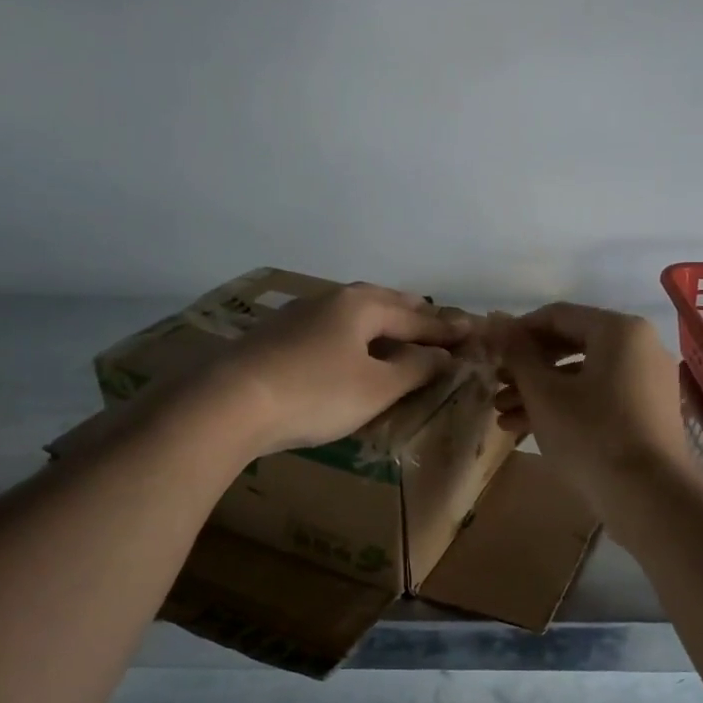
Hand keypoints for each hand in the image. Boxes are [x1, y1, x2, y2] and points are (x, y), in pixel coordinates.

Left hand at [211, 283, 467, 454]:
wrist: (230, 403)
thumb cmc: (316, 393)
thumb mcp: (376, 386)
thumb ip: (414, 368)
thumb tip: (441, 355)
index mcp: (362, 305)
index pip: (416, 315)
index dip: (446, 328)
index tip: (473, 332)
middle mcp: (332, 300)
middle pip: (383, 302)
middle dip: (413, 313)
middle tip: (437, 323)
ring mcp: (299, 315)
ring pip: (353, 313)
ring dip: (382, 322)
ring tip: (397, 332)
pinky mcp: (277, 337)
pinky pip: (331, 329)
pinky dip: (354, 336)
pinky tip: (349, 349)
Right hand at [493, 303, 687, 517]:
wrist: (649, 497)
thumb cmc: (591, 434)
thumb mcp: (544, 393)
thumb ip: (517, 353)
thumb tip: (494, 320)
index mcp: (619, 330)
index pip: (557, 316)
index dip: (516, 332)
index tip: (489, 353)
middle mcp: (640, 347)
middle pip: (571, 345)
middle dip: (528, 368)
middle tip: (496, 385)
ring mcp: (647, 381)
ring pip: (583, 376)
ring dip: (541, 392)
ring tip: (503, 416)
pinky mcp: (647, 413)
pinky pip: (600, 397)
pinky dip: (567, 407)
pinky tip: (529, 430)